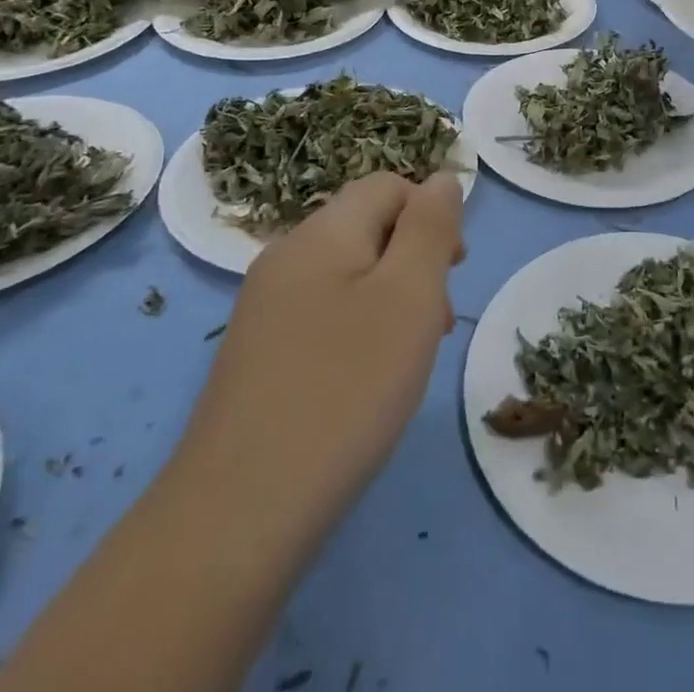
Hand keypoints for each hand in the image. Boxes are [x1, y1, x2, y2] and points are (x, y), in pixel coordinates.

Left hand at [172, 171, 465, 560]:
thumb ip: (431, 227)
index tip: (454, 270)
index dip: (431, 214)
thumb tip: (441, 179)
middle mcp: (285, 258)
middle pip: (366, 227)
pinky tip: (366, 381)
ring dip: (390, 297)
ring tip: (410, 356)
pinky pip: (322, 314)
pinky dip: (358, 329)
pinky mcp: (257, 355)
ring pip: (346, 274)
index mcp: (321, 232)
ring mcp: (264, 309)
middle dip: (413, 259)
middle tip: (437, 320)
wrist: (239, 514)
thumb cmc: (345, 388)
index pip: (388, 186)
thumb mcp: (410, 295)